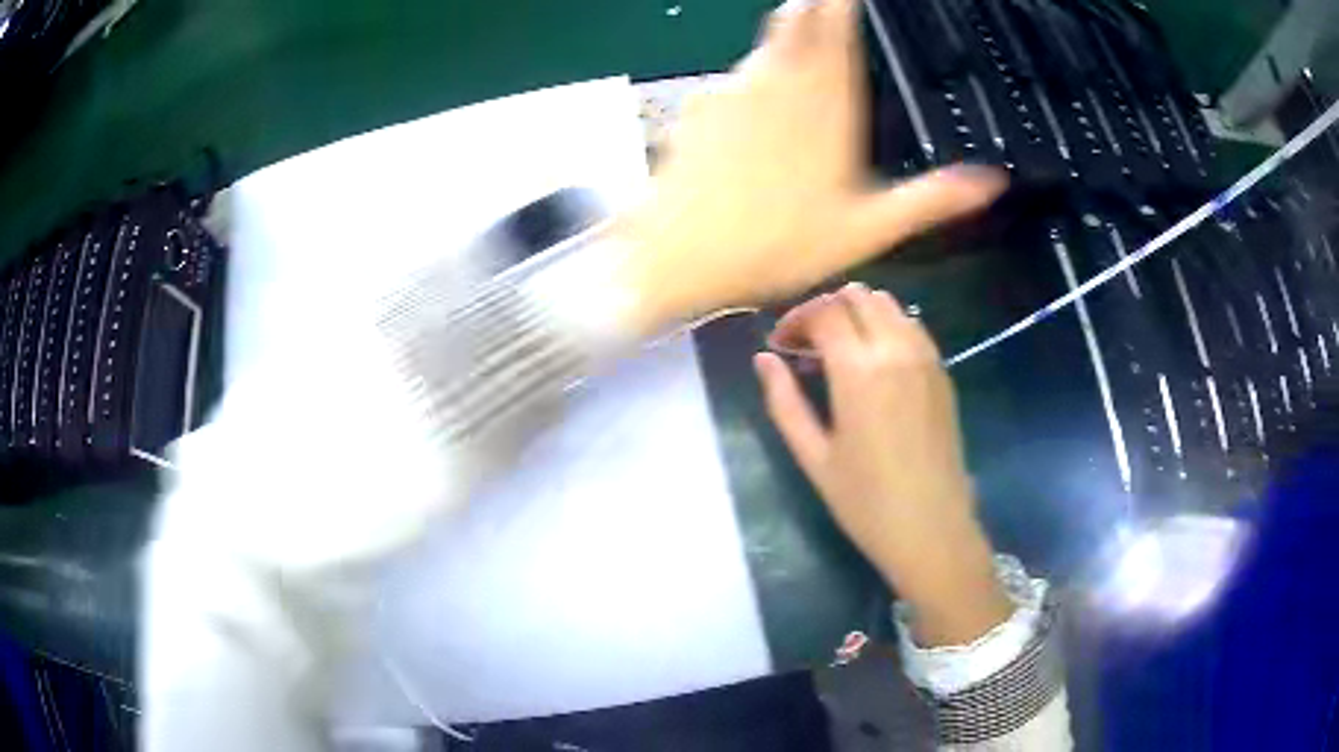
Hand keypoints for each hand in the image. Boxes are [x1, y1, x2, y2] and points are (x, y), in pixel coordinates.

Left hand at [616, 0, 1004, 334]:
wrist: (679, 258)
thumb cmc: (778, 244)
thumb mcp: (868, 230)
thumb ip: (931, 199)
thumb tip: (992, 182)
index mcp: (825, 101)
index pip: (834, 24)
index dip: (841, 3)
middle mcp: (777, 81)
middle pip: (794, 19)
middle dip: (813, 8)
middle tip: (829, 10)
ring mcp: (730, 89)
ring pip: (763, 48)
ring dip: (783, 46)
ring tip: (800, 60)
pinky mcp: (697, 106)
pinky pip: (731, 81)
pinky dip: (750, 84)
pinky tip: (752, 116)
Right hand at [754, 284, 1011, 645]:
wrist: (932, 529)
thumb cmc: (865, 502)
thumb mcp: (813, 456)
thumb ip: (784, 401)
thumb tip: (763, 359)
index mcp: (859, 370)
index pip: (824, 312)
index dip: (795, 319)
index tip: (779, 344)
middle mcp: (895, 349)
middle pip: (857, 297)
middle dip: (825, 310)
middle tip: (806, 345)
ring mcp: (926, 357)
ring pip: (887, 304)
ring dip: (857, 313)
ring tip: (839, 350)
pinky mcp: (942, 371)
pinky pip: (911, 325)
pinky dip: (886, 326)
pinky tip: (875, 362)